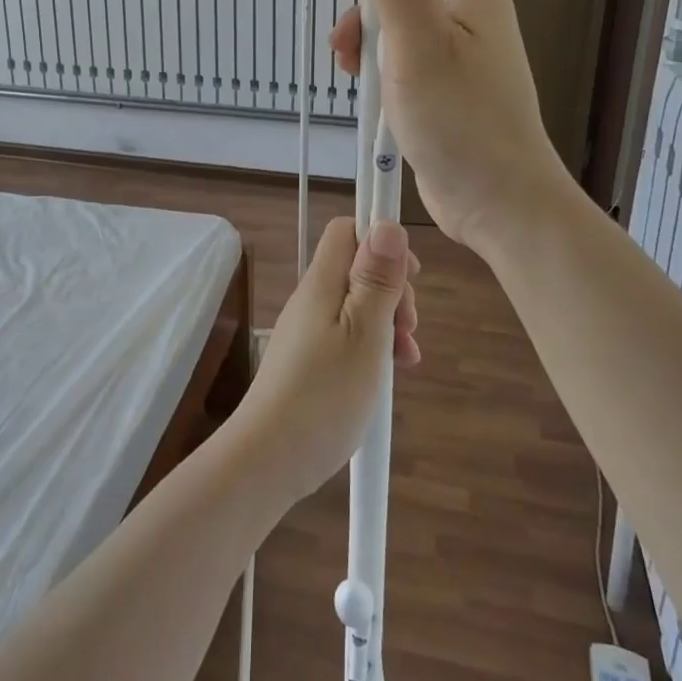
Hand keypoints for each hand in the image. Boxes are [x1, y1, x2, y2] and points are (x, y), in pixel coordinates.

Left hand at [229, 218, 418, 503]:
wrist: (270, 457)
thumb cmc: (325, 393)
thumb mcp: (364, 333)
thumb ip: (376, 278)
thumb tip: (386, 223)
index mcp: (322, 283)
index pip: (348, 231)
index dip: (383, 240)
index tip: (411, 275)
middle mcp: (312, 298)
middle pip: (357, 268)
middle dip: (393, 289)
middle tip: (409, 326)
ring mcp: (308, 330)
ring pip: (357, 305)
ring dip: (389, 322)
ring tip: (407, 358)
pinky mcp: (309, 359)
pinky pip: (348, 335)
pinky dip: (374, 346)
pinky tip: (389, 374)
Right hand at [330, 0, 567, 252]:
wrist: (501, 202)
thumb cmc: (461, 124)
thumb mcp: (418, 46)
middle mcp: (465, 8)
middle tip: (337, 2)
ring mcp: (458, 46)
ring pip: (399, 10)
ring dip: (364, 24)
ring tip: (344, 60)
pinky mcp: (447, 81)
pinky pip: (404, 47)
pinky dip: (377, 55)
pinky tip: (362, 83)